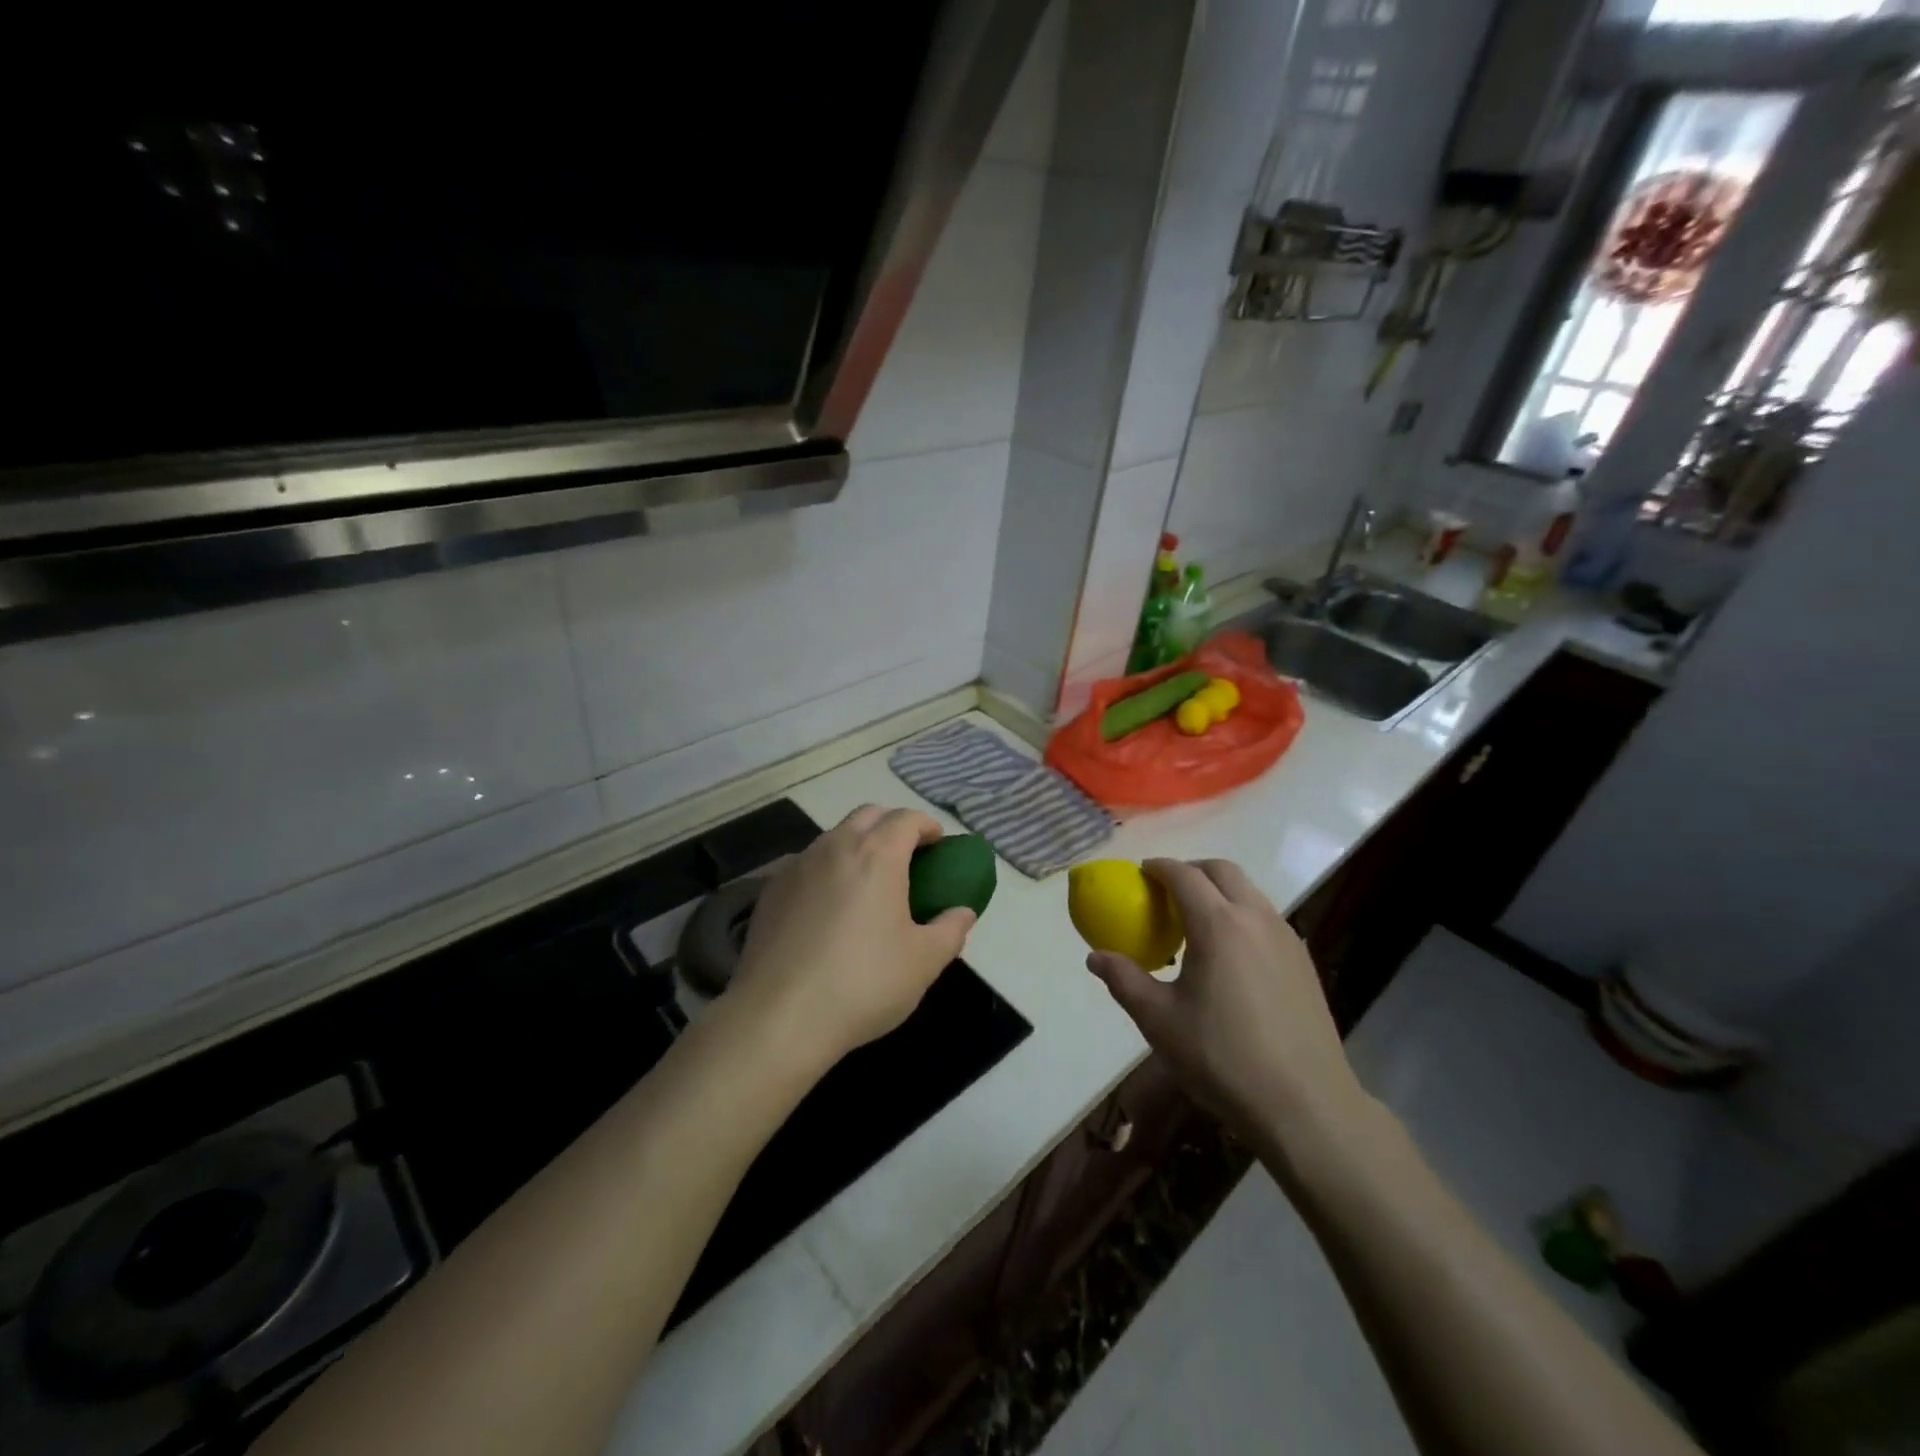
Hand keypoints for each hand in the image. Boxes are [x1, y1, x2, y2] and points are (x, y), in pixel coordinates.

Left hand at [730, 805, 975, 1072]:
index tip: (938, 844)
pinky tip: (830, 907)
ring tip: (868, 883)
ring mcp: (797, 866)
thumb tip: (963, 912)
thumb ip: (950, 929)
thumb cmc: (863, 983)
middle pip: (868, 815)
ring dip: (857, 845)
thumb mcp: (924, 962)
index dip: (927, 826)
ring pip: (834, 837)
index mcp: (877, 855)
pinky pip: (807, 864)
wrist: (779, 1016)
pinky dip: (827, 870)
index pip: (907, 819)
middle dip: (892, 826)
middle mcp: (835, 847)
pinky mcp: (771, 890)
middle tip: (907, 857)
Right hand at [1086, 858, 1370, 1163]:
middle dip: (1192, 870)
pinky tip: (1230, 955)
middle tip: (1167, 891)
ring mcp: (1286, 938)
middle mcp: (1256, 919)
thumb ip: (1125, 981)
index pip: (1184, 875)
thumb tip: (1095, 957)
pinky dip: (1242, 915)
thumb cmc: (1222, 1058)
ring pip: (1249, 892)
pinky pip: (1266, 918)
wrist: (1304, 1104)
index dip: (1159, 867)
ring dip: (1220, 891)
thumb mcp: (1159, 1021)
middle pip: (1222, 871)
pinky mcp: (1304, 961)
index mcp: (1218, 925)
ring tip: (1197, 923)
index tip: (1141, 873)